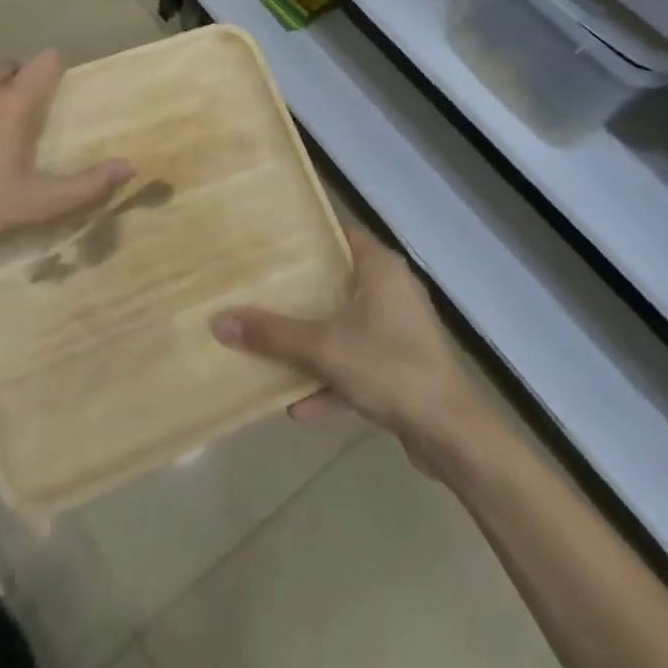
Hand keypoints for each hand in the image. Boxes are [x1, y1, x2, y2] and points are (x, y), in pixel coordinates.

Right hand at [212, 224, 483, 466]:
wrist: (450, 434)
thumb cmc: (389, 368)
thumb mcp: (323, 348)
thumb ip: (271, 334)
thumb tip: (218, 319)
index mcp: (379, 267)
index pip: (338, 232)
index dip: (305, 234)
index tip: (269, 240)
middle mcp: (392, 289)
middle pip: (338, 279)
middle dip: (301, 290)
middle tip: (260, 288)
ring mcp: (399, 329)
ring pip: (346, 324)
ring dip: (313, 341)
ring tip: (272, 348)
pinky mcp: (402, 365)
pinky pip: (358, 362)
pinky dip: (333, 379)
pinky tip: (299, 407)